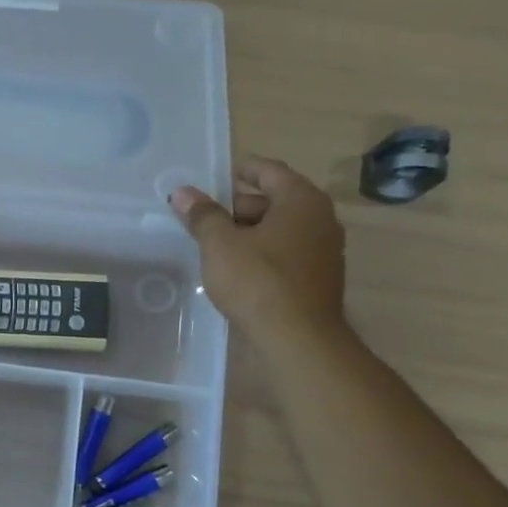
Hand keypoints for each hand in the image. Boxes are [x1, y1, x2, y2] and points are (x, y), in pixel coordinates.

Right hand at [169, 155, 346, 345]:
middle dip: (241, 205)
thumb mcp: (220, 245)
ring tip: (217, 244)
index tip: (217, 176)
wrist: (298, 337)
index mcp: (300, 199)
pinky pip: (288, 251)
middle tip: (207, 216)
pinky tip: (239, 268)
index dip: (241, 170)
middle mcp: (320, 217)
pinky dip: (264, 251)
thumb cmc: (258, 280)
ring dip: (251, 230)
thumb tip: (182, 193)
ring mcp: (325, 249)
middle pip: (276, 199)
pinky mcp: (320, 276)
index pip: (269, 170)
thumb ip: (202, 215)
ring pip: (282, 228)